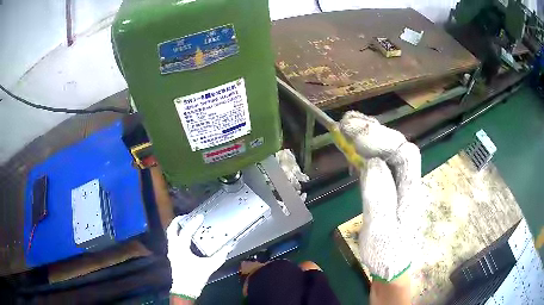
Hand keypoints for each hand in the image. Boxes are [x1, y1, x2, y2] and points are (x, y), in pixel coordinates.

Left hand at [167, 214, 233, 299]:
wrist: (184, 289)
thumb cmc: (195, 277)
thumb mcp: (209, 266)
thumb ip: (220, 256)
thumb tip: (229, 246)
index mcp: (181, 248)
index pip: (186, 231)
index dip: (193, 222)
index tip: (200, 216)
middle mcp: (173, 247)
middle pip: (172, 229)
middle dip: (178, 221)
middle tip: (187, 216)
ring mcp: (171, 251)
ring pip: (170, 234)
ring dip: (177, 227)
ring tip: (186, 224)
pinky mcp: (172, 255)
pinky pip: (172, 240)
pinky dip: (177, 235)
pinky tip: (185, 237)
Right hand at [340, 111, 421, 281]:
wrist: (392, 266)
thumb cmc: (387, 253)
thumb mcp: (381, 230)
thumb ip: (379, 197)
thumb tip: (371, 163)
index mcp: (410, 190)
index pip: (404, 153)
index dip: (382, 138)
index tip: (355, 131)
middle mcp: (408, 182)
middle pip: (397, 147)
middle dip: (373, 131)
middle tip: (346, 122)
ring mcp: (400, 184)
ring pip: (388, 153)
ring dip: (369, 138)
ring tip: (347, 128)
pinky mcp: (390, 188)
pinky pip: (380, 164)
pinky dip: (366, 152)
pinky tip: (354, 150)